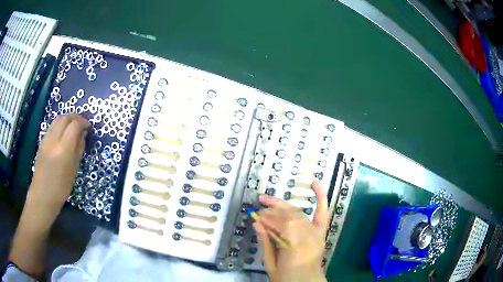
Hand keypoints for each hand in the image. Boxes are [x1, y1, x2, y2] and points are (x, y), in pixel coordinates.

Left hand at [29, 114, 88, 211]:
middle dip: (75, 117)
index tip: (89, 126)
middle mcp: (54, 139)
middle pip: (65, 117)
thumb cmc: (61, 187)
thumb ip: (78, 150)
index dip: (83, 122)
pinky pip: (52, 126)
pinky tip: (62, 133)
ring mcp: (46, 139)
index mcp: (64, 148)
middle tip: (82, 123)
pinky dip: (59, 124)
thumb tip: (82, 136)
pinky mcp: (42, 141)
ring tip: (72, 126)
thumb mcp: (74, 170)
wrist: (43, 194)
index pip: (75, 125)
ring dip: (67, 119)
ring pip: (57, 119)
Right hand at [255, 178, 327, 281]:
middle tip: (259, 209)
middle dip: (271, 211)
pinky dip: (320, 195)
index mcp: (294, 245)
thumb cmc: (286, 277)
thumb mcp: (270, 263)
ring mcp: (316, 232)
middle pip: (288, 215)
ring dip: (282, 207)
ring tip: (269, 201)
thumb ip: (265, 242)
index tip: (255, 216)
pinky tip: (314, 182)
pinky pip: (322, 211)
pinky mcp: (321, 231)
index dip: (266, 218)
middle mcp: (308, 235)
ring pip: (297, 213)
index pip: (279, 223)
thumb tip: (257, 223)